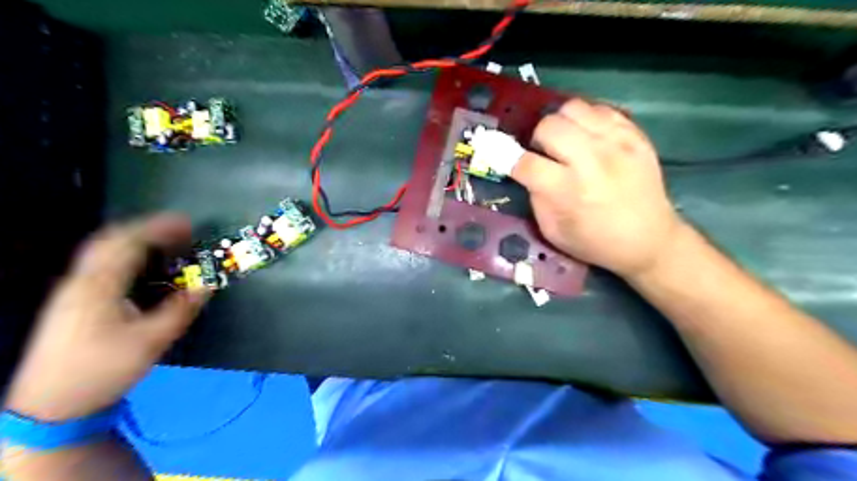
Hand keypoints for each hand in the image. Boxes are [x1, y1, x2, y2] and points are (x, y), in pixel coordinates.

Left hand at [3, 215, 207, 420]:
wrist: (51, 406)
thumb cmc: (103, 369)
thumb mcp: (151, 341)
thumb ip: (181, 310)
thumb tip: (207, 286)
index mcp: (98, 287)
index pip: (128, 243)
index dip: (159, 229)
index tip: (187, 223)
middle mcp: (80, 282)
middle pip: (109, 241)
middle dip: (145, 229)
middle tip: (178, 229)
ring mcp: (71, 292)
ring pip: (101, 252)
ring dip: (134, 241)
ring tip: (164, 242)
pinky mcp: (71, 304)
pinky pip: (100, 266)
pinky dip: (124, 256)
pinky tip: (140, 267)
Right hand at [512, 98, 687, 276]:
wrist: (649, 239)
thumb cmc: (595, 242)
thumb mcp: (553, 231)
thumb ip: (535, 198)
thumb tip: (527, 170)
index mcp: (568, 191)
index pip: (525, 162)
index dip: (510, 160)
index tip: (509, 161)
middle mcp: (591, 161)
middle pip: (548, 126)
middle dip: (537, 139)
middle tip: (545, 153)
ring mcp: (616, 143)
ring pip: (573, 108)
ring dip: (561, 124)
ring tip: (567, 142)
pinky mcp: (635, 135)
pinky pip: (600, 109)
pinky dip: (587, 120)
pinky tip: (589, 138)